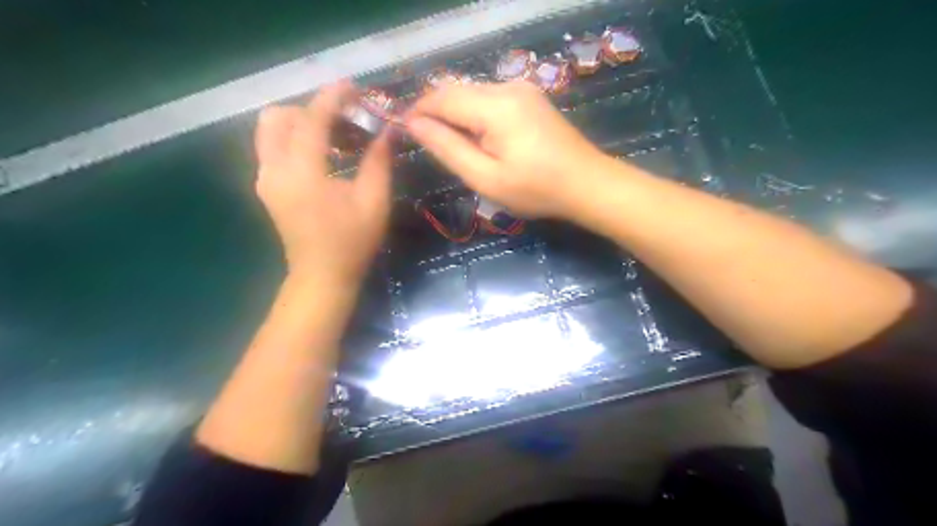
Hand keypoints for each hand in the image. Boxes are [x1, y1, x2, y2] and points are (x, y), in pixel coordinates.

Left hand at [252, 81, 392, 285]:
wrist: (322, 276)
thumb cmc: (352, 242)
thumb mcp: (374, 201)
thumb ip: (378, 161)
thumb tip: (387, 131)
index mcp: (303, 173)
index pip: (312, 120)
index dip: (333, 98)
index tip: (353, 87)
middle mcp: (274, 169)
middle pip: (278, 117)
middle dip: (311, 109)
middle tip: (344, 119)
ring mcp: (265, 179)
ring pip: (270, 130)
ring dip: (300, 122)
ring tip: (335, 135)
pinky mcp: (267, 187)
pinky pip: (273, 148)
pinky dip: (294, 139)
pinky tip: (323, 154)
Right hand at [408, 80, 611, 219]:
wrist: (587, 184)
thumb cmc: (536, 189)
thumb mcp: (486, 177)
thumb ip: (448, 148)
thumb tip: (414, 125)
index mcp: (495, 106)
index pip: (442, 98)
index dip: (418, 111)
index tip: (402, 131)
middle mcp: (507, 87)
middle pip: (456, 91)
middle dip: (435, 112)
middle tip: (425, 143)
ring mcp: (522, 89)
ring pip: (472, 94)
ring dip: (455, 114)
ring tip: (451, 146)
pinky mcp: (530, 97)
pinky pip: (490, 99)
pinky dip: (474, 115)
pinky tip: (478, 139)